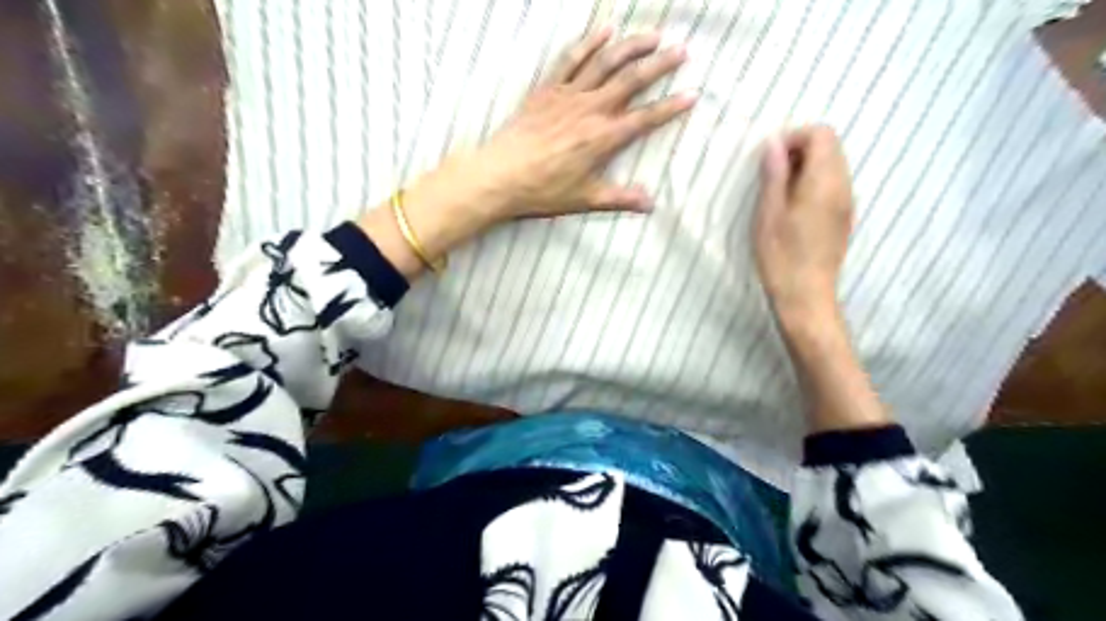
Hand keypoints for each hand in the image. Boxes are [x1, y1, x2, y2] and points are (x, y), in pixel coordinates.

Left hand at [362, 30, 687, 277]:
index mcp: (602, 138)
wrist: (500, 175)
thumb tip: (650, 204)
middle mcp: (590, 110)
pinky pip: (570, 59)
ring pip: (605, 62)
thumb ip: (620, 198)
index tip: (692, 94)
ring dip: (631, 46)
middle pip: (631, 80)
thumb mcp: (585, 199)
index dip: (670, 107)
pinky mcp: (547, 89)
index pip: (645, 119)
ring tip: (653, 35)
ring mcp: (568, 95)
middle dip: (659, 64)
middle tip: (681, 51)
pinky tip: (604, 31)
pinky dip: (588, 43)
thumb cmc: (543, 190)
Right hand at [752, 127, 854, 325]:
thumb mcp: (768, 214)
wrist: (806, 295)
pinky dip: (813, 183)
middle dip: (799, 150)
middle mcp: (843, 186)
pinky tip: (793, 209)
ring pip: (832, 165)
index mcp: (824, 181)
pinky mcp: (844, 217)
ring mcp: (847, 202)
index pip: (822, 134)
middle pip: (830, 146)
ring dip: (805, 168)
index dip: (794, 137)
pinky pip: (833, 185)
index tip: (770, 159)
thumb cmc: (781, 256)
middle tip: (772, 176)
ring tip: (779, 194)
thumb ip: (774, 176)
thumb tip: (774, 144)